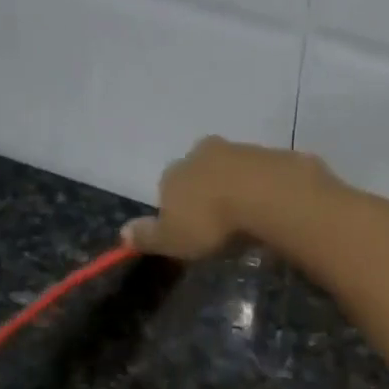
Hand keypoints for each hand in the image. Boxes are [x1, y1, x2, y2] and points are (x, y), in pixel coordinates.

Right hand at [123, 137, 334, 260]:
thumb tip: (122, 233)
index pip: (166, 190)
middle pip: (196, 175)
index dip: (175, 211)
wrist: (263, 194)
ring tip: (242, 219)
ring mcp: (235, 149)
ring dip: (231, 189)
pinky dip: (257, 189)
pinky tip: (263, 208)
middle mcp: (199, 154)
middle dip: (203, 195)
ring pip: (226, 171)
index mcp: (172, 173)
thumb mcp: (172, 239)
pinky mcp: (267, 154)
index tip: (189, 232)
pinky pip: (256, 174)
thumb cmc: (209, 221)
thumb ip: (148, 236)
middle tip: (217, 225)